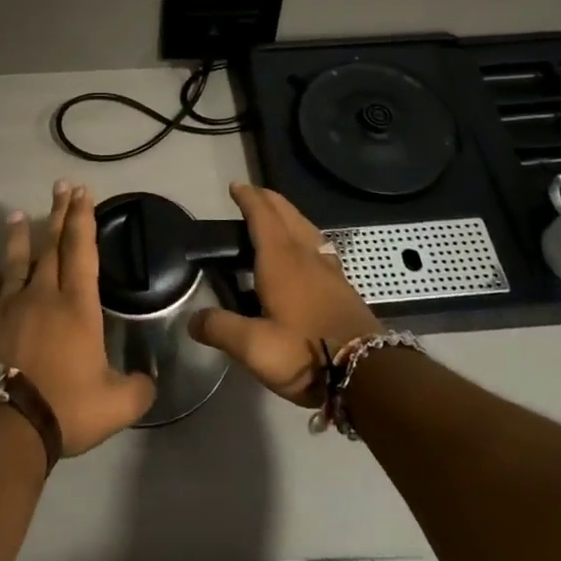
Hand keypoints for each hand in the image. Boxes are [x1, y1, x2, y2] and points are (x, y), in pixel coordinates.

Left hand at [0, 182, 156, 455]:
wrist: (5, 427)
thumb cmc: (65, 407)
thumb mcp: (117, 405)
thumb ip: (139, 389)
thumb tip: (150, 380)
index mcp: (77, 306)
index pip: (82, 250)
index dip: (83, 218)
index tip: (83, 192)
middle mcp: (43, 296)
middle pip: (51, 245)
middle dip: (59, 214)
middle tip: (61, 186)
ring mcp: (8, 307)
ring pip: (16, 262)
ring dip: (19, 236)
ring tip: (17, 213)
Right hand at [190, 183, 381, 406]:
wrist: (368, 373)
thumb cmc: (305, 352)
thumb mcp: (254, 347)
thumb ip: (220, 329)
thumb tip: (192, 319)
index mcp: (281, 260)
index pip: (262, 216)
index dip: (248, 198)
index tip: (235, 187)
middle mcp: (305, 255)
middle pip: (287, 214)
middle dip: (268, 199)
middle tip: (251, 195)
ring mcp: (328, 269)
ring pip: (306, 227)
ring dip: (289, 214)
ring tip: (276, 216)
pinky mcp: (342, 286)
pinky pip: (319, 245)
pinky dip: (305, 234)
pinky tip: (307, 251)